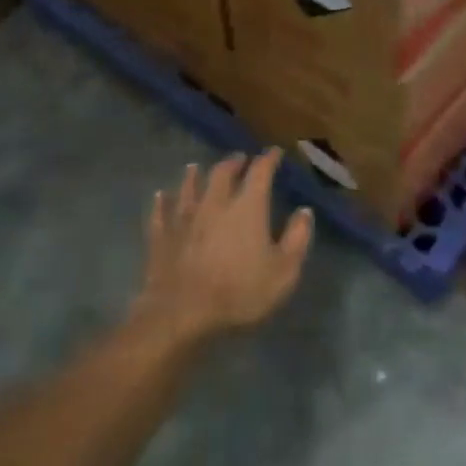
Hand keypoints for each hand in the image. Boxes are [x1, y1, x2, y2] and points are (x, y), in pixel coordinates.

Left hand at [135, 149, 313, 342]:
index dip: (268, 160)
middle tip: (239, 159)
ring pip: (188, 187)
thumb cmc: (239, 292)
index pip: (260, 172)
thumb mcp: (283, 272)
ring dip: (194, 175)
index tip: (274, 152)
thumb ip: (297, 239)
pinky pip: (161, 212)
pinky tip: (161, 195)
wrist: (182, 313)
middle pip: (222, 173)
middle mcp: (214, 203)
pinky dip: (162, 202)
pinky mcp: (161, 236)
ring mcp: (184, 218)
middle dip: (233, 162)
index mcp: (247, 207)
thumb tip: (304, 211)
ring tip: (196, 167)